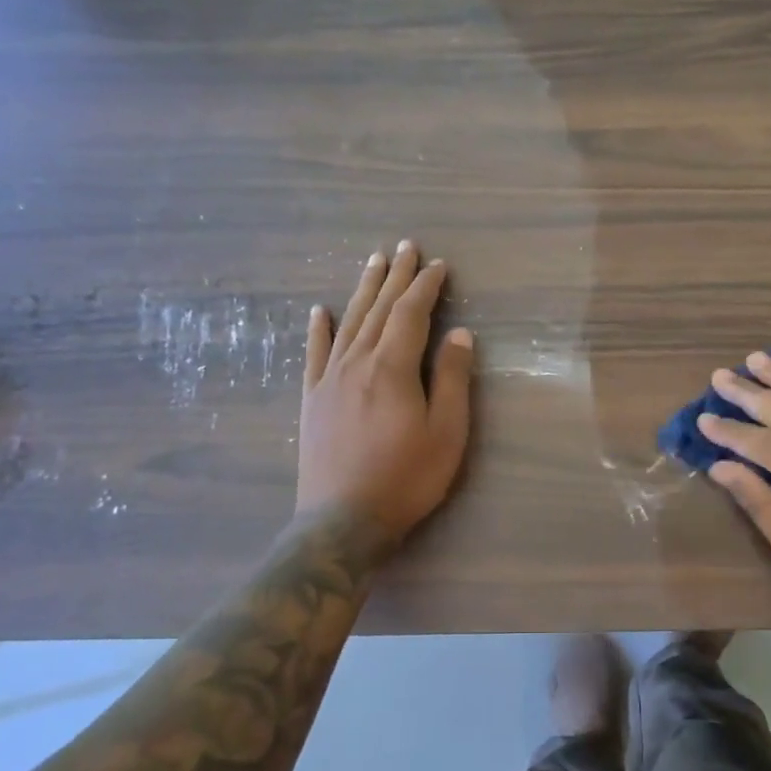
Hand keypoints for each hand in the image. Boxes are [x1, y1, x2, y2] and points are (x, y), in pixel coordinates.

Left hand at [297, 240, 473, 544]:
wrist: (342, 522)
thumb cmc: (406, 478)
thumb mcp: (446, 432)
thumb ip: (453, 379)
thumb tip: (459, 334)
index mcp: (392, 368)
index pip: (411, 314)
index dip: (426, 287)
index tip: (439, 266)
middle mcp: (357, 362)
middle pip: (378, 309)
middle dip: (395, 277)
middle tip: (406, 247)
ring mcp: (329, 380)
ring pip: (349, 323)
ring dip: (363, 290)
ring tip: (373, 262)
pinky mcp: (312, 400)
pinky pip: (314, 354)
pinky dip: (317, 330)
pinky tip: (318, 311)